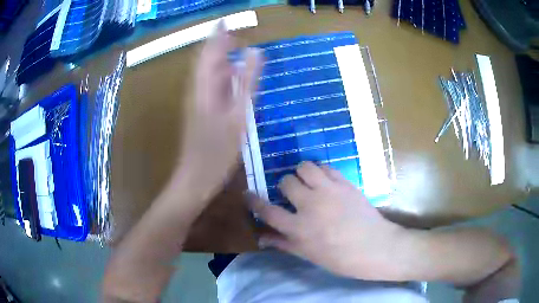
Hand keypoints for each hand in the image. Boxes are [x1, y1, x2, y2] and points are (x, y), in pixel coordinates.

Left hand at [177, 23, 261, 199]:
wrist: (196, 177)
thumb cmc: (216, 151)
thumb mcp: (237, 116)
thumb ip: (246, 82)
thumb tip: (255, 52)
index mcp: (203, 87)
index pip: (209, 52)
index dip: (217, 35)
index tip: (226, 20)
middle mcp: (198, 89)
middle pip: (206, 61)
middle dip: (219, 45)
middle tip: (235, 34)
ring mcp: (198, 101)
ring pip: (208, 74)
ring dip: (221, 59)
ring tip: (235, 50)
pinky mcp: (201, 111)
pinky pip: (211, 86)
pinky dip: (222, 77)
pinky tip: (231, 78)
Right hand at [250, 161, 405, 280]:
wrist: (375, 247)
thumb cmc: (341, 258)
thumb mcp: (309, 255)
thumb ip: (283, 243)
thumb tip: (261, 238)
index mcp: (298, 228)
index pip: (267, 210)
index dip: (253, 201)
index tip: (247, 194)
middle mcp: (310, 205)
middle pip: (285, 182)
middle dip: (285, 186)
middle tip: (293, 194)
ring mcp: (328, 191)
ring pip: (304, 167)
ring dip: (302, 174)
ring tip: (308, 183)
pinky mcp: (344, 183)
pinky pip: (325, 167)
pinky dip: (320, 172)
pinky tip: (325, 182)